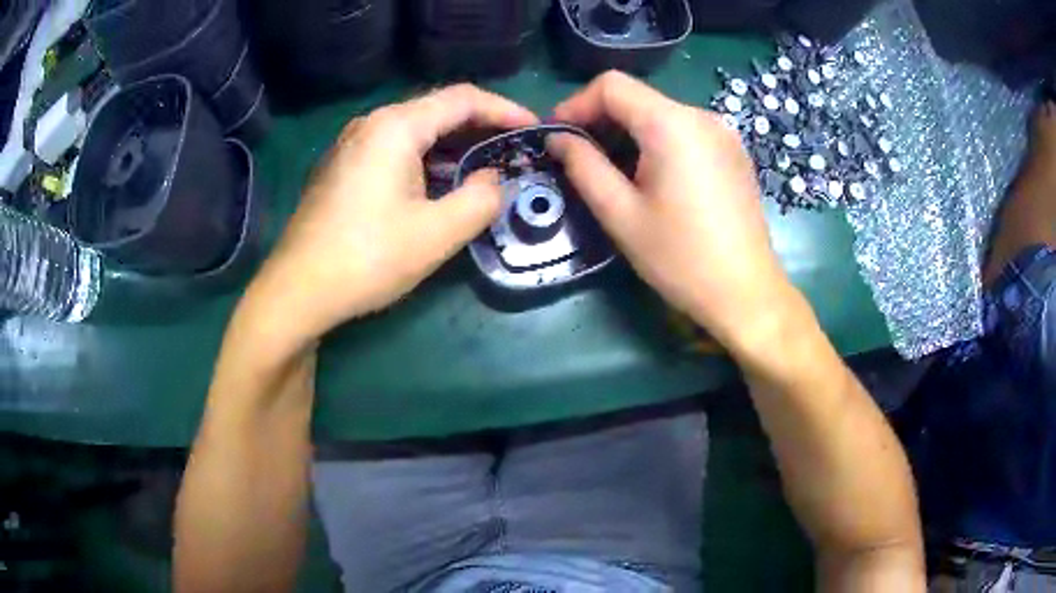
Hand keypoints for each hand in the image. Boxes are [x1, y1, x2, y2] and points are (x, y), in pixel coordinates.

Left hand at [245, 84, 537, 347]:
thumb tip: (492, 181)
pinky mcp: (343, 169)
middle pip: (437, 110)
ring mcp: (351, 146)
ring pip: (415, 132)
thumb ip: (481, 200)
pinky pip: (395, 151)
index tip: (534, 129)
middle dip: (480, 128)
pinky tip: (439, 184)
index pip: (463, 99)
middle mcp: (371, 124)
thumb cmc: (367, 258)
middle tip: (514, 151)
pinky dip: (426, 160)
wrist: (297, 291)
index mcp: (395, 127)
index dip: (504, 109)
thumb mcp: (438, 233)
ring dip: (453, 146)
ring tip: (484, 168)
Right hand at [548, 72, 793, 354]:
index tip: (557, 136)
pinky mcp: (733, 151)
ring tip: (615, 173)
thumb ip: (583, 166)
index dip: (576, 104)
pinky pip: (685, 131)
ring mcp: (723, 132)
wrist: (746, 292)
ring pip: (660, 114)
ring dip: (629, 134)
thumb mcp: (620, 214)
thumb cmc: (680, 258)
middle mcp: (701, 116)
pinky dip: (658, 143)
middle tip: (580, 159)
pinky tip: (654, 179)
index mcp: (672, 124)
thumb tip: (557, 139)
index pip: (611, 85)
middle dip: (601, 121)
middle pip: (638, 98)